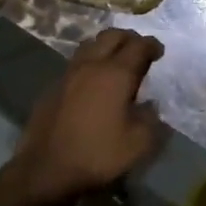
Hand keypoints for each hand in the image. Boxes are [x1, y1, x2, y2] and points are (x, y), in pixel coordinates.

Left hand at [10, 28, 165, 205]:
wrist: (46, 169)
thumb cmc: (98, 154)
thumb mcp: (138, 143)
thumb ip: (150, 119)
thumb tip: (150, 105)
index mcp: (116, 74)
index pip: (138, 46)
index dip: (152, 45)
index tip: (159, 52)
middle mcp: (91, 65)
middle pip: (111, 36)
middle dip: (129, 38)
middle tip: (139, 50)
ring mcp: (68, 74)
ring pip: (90, 45)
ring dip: (106, 46)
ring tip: (116, 60)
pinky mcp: (53, 86)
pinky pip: (76, 63)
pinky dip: (90, 62)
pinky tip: (93, 81)